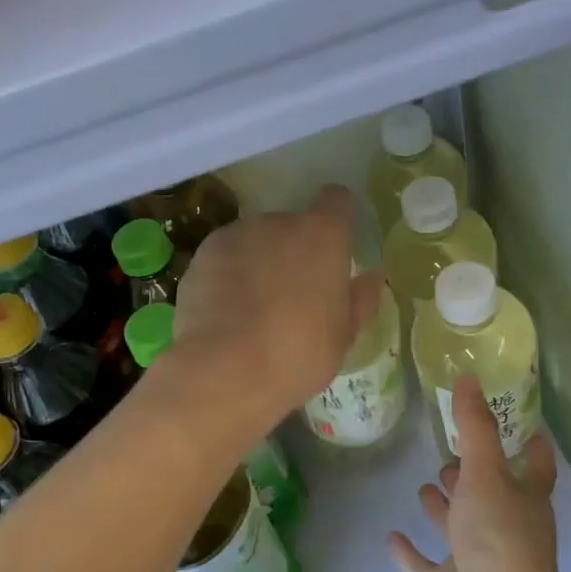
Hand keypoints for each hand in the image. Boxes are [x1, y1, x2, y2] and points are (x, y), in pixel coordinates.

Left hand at [169, 186, 382, 437]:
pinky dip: (227, 276)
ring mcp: (234, 235)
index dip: (338, 219)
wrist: (223, 370)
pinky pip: (223, 259)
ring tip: (254, 308)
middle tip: (293, 294)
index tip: (335, 248)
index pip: (337, 201)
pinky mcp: (201, 256)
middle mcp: (277, 222)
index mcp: (322, 235)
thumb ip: (359, 300)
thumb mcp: (343, 336)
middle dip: (294, 250)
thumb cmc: (297, 354)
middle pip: (292, 224)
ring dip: (259, 261)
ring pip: (255, 241)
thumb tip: (370, 278)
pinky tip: (226, 313)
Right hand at [390, 377, 570, 571]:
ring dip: (444, 509)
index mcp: (523, 501)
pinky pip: (424, 566)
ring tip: (425, 485)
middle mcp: (503, 528)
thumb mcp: (486, 473)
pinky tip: (392, 536)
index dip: (530, 447)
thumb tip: (468, 377)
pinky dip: (410, 553)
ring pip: (458, 528)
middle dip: (472, 476)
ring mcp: (473, 560)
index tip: (520, 425)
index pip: (534, 467)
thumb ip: (475, 428)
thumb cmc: (499, 538)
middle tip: (448, 454)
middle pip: (489, 496)